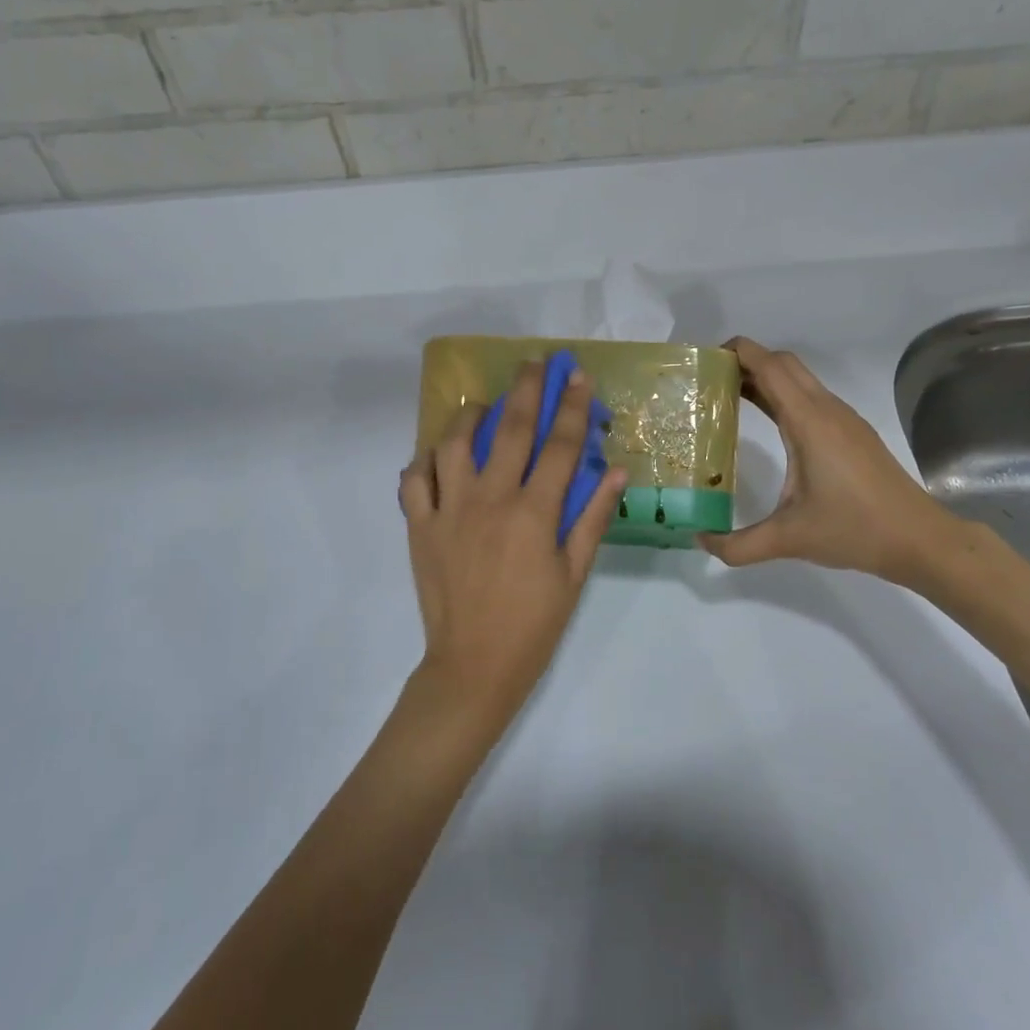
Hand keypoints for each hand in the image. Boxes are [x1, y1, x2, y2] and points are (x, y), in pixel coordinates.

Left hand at [400, 360, 626, 729]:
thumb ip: (593, 518)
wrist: (474, 666)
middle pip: (508, 429)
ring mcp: (449, 510)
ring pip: (452, 444)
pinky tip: (437, 456)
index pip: (559, 446)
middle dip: (524, 389)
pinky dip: (423, 461)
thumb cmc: (533, 624)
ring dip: (468, 416)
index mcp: (533, 512)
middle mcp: (490, 499)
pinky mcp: (419, 526)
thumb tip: (615, 470)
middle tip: (532, 363)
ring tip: (481, 405)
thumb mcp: (574, 574)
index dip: (571, 407)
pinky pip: (414, 480)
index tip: (576, 376)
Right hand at [700, 337, 969, 587]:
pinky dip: (783, 397)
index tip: (703, 363)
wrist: (920, 539)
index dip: (736, 352)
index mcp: (809, 421)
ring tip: (728, 400)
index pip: (769, 365)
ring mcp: (844, 419)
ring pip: (799, 379)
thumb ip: (739, 545)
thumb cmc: (855, 529)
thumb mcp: (789, 539)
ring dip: (765, 378)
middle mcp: (826, 410)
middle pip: (783, 363)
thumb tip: (701, 540)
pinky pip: (811, 398)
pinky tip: (769, 425)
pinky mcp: (853, 433)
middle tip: (710, 384)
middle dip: (746, 362)